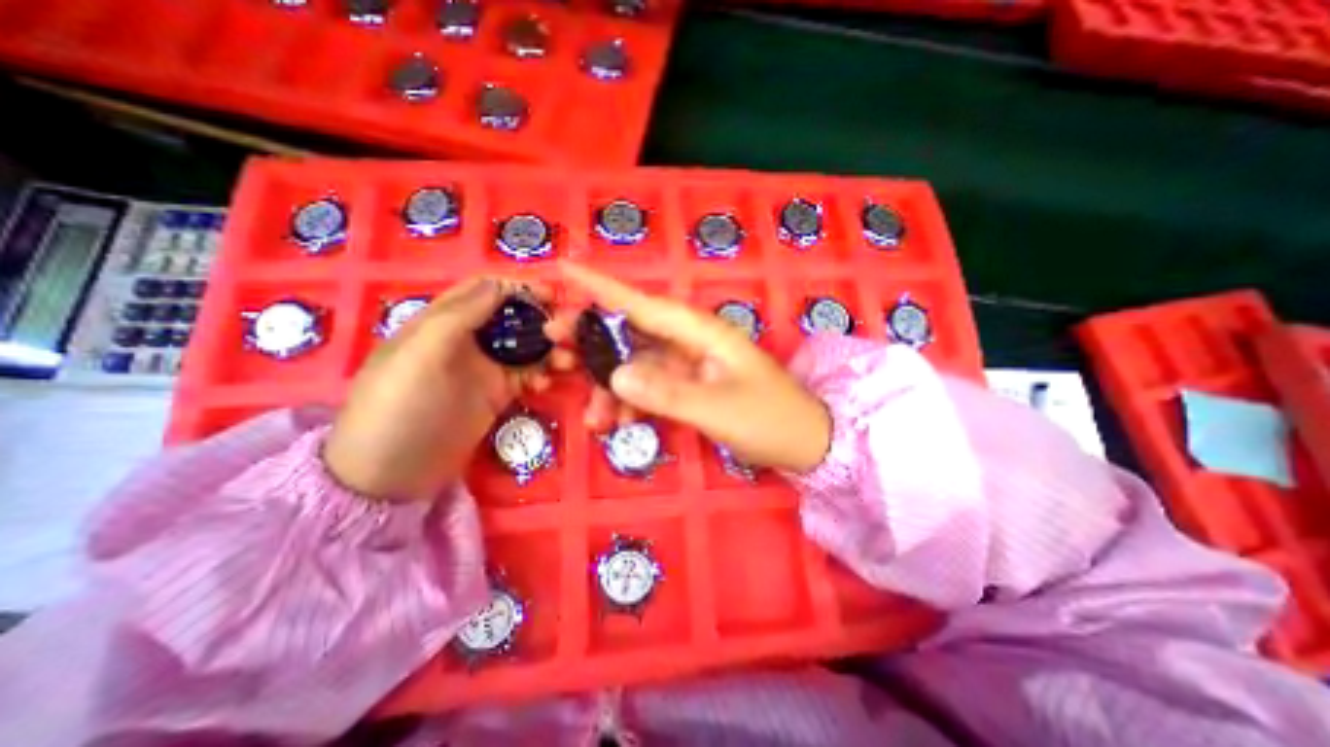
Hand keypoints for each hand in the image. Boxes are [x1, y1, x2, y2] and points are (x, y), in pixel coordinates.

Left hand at [326, 278, 570, 502]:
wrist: (393, 473)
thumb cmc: (400, 406)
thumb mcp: (422, 353)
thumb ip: (460, 315)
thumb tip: (502, 284)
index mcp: (443, 320)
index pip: (485, 290)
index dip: (518, 286)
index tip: (551, 294)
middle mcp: (468, 338)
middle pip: (512, 316)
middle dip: (541, 318)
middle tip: (569, 329)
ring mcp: (485, 367)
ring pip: (526, 345)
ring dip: (549, 348)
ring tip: (569, 361)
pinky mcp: (498, 393)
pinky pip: (528, 374)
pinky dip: (543, 374)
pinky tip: (547, 384)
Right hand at [550, 263, 826, 471]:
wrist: (805, 442)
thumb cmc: (769, 420)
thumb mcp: (717, 409)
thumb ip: (666, 393)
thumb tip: (615, 375)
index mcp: (701, 333)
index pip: (643, 304)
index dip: (602, 287)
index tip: (563, 270)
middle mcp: (691, 341)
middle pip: (632, 331)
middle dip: (593, 340)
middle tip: (555, 350)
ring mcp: (689, 364)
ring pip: (637, 365)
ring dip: (611, 388)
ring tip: (593, 418)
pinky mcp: (689, 385)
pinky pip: (650, 387)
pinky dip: (632, 403)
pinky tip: (619, 424)